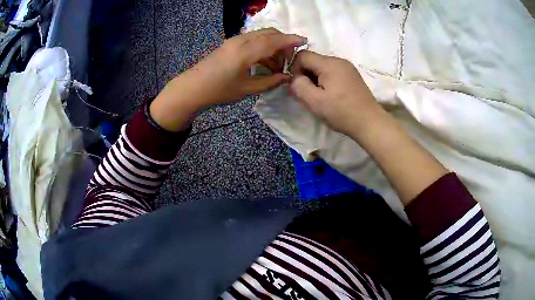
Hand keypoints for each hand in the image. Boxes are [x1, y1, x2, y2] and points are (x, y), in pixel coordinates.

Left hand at [150, 28, 305, 131]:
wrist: (192, 88)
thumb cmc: (219, 91)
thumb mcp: (247, 89)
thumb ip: (270, 81)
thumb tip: (287, 77)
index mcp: (247, 51)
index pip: (274, 41)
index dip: (291, 40)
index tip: (304, 41)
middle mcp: (241, 40)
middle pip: (268, 33)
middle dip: (283, 41)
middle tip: (290, 58)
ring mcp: (234, 40)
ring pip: (260, 35)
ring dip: (272, 44)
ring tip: (277, 64)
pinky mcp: (230, 44)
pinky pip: (251, 39)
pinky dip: (262, 45)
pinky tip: (263, 60)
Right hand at [289, 51, 382, 135]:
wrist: (370, 123)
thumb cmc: (341, 112)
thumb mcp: (315, 101)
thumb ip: (299, 86)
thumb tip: (293, 78)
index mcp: (329, 63)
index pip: (302, 55)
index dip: (294, 68)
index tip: (298, 86)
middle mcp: (339, 60)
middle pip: (313, 60)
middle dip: (306, 75)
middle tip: (308, 94)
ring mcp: (348, 68)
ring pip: (322, 67)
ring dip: (316, 79)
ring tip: (320, 97)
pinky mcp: (352, 76)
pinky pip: (333, 72)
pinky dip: (326, 81)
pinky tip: (331, 96)